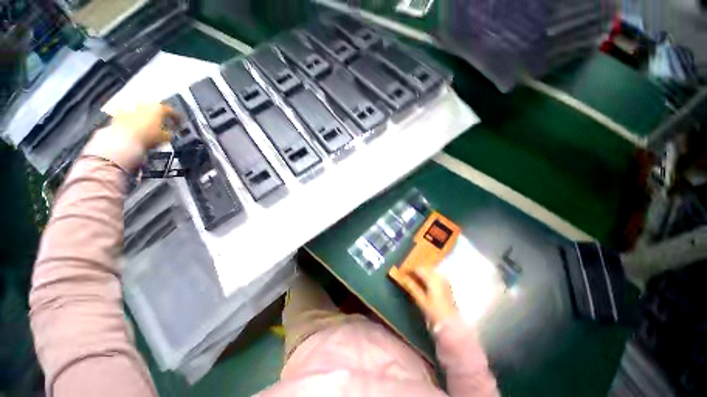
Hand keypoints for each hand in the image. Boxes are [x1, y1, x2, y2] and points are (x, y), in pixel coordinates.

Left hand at [110, 103, 179, 150]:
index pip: (172, 111)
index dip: (177, 118)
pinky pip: (130, 116)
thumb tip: (170, 132)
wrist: (122, 140)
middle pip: (155, 109)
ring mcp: (130, 108)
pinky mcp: (119, 114)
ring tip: (150, 127)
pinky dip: (135, 121)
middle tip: (164, 125)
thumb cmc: (149, 137)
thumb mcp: (166, 137)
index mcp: (158, 108)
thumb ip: (170, 133)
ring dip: (147, 118)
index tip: (179, 124)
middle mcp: (145, 104)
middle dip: (160, 116)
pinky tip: (137, 129)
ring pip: (142, 112)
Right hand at [399, 267, 457, 326]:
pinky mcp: (447, 284)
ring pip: (430, 271)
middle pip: (425, 268)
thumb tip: (404, 277)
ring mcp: (444, 280)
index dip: (410, 269)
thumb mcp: (421, 300)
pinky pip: (435, 275)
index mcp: (432, 279)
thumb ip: (412, 287)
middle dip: (416, 270)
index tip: (402, 271)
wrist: (451, 323)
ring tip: (414, 278)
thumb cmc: (434, 312)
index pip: (419, 269)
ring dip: (422, 273)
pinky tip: (423, 281)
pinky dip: (428, 276)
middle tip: (407, 274)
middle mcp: (439, 277)